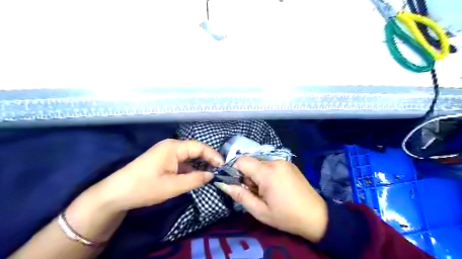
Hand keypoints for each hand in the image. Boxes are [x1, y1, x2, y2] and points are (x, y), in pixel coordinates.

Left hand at [93, 140, 222, 211]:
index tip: (223, 166)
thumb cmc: (145, 187)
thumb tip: (211, 175)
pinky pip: (181, 162)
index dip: (213, 155)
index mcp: (174, 147)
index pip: (199, 147)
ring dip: (199, 164)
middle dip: (207, 159)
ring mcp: (166, 153)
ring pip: (188, 156)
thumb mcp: (173, 186)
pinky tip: (195, 176)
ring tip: (211, 174)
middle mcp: (171, 146)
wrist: (116, 194)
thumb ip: (195, 179)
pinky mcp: (162, 160)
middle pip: (195, 150)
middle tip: (219, 170)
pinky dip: (190, 168)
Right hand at [214, 156, 330, 242]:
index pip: (242, 160)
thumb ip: (240, 195)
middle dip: (248, 175)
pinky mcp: (289, 164)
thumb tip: (224, 184)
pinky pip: (271, 164)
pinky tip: (276, 187)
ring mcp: (284, 161)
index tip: (240, 185)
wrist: (316, 216)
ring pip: (260, 163)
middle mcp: (275, 161)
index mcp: (267, 172)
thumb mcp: (260, 211)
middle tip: (256, 193)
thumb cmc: (286, 216)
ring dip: (257, 175)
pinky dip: (267, 173)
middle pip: (251, 162)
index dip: (236, 171)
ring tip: (267, 191)